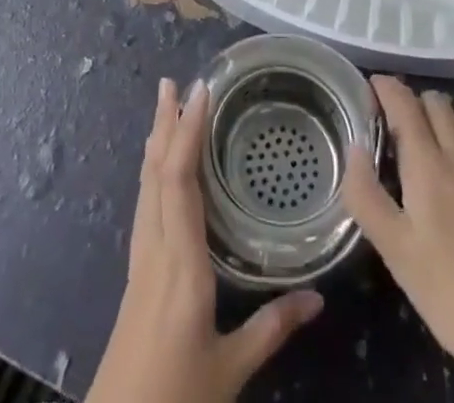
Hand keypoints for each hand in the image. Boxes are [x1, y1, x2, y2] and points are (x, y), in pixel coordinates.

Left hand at [86, 78, 323, 402]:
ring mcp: (139, 260)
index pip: (179, 182)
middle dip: (164, 123)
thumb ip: (272, 328)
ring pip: (145, 186)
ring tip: (162, 107)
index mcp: (180, 265)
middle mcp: (154, 251)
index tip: (200, 92)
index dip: (186, 132)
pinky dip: (153, 172)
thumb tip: (318, 297)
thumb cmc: (175, 396)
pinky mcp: (135, 273)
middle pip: (155, 173)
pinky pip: (144, 205)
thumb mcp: (230, 369)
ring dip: (155, 142)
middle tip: (171, 82)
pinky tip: (157, 169)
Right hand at [341, 76, 453, 386]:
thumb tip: (355, 147)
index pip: (404, 105)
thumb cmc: (451, 297)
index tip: (375, 86)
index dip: (387, 87)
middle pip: (439, 104)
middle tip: (410, 125)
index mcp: (428, 168)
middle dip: (420, 103)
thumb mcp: (395, 253)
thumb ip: (366, 196)